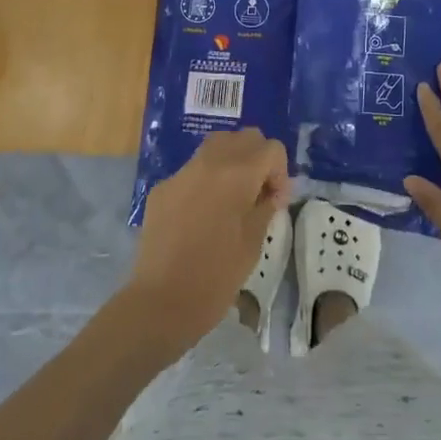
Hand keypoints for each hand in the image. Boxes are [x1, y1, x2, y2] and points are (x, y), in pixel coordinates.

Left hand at [124, 128, 290, 351]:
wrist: (161, 302)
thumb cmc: (216, 277)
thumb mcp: (254, 242)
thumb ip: (266, 205)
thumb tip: (272, 191)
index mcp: (236, 174)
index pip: (271, 148)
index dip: (280, 172)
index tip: (275, 202)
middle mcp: (208, 162)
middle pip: (244, 137)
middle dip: (257, 159)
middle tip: (258, 194)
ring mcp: (181, 173)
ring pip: (216, 145)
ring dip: (232, 162)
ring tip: (232, 198)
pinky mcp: (162, 188)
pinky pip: (192, 170)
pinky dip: (206, 180)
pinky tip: (202, 215)